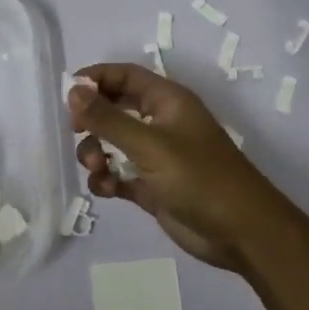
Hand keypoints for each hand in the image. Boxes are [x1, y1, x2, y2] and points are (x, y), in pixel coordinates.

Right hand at [69, 64, 290, 271]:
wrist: (240, 233)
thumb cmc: (199, 178)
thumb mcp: (149, 144)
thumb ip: (108, 119)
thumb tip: (72, 90)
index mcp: (168, 101)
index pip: (125, 76)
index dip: (96, 79)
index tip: (68, 94)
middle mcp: (161, 123)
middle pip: (115, 108)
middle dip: (93, 120)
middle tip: (77, 132)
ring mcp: (156, 157)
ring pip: (113, 144)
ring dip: (96, 152)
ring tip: (98, 168)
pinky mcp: (152, 187)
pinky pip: (119, 174)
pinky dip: (107, 179)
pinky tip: (107, 189)